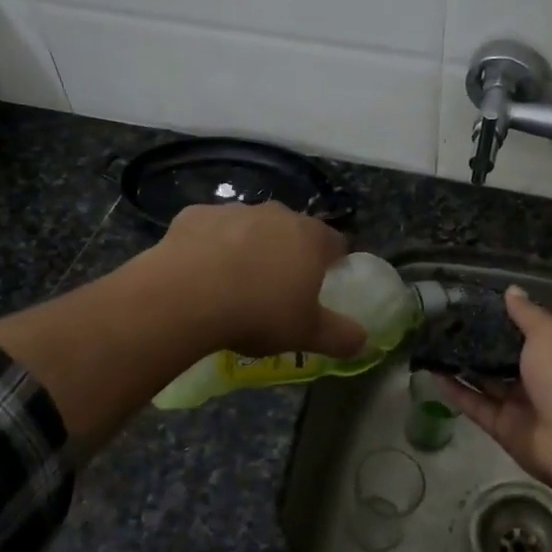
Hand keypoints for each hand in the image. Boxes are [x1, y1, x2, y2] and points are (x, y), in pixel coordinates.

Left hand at [152, 202, 365, 358]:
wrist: (187, 295)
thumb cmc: (259, 312)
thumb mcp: (307, 334)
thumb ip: (341, 336)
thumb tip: (365, 341)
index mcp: (311, 238)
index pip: (336, 243)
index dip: (333, 263)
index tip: (323, 284)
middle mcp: (276, 214)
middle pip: (292, 231)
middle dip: (288, 253)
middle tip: (277, 289)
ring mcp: (234, 210)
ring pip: (250, 227)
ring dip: (249, 247)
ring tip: (235, 283)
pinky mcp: (195, 214)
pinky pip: (210, 230)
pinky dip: (210, 246)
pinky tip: (200, 273)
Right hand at [437, 287, 551, 493]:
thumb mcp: (548, 334)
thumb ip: (527, 313)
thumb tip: (512, 290)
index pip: (536, 330)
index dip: (511, 317)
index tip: (480, 304)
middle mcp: (544, 376)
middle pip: (508, 356)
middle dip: (483, 341)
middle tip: (450, 323)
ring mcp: (523, 403)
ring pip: (489, 381)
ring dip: (465, 365)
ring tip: (436, 344)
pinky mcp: (503, 426)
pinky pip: (476, 404)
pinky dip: (456, 390)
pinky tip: (433, 373)